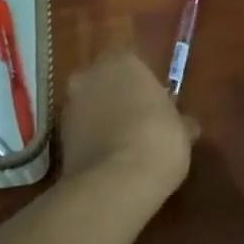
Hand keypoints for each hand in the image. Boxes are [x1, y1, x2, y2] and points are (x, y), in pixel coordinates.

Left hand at [60, 47, 198, 197]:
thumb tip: (186, 125)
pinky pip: (81, 131)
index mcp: (122, 61)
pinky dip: (92, 140)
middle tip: (139, 121)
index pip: (132, 62)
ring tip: (125, 145)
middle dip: (118, 97)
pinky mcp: (58, 136)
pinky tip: (110, 159)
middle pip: (105, 81)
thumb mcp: (182, 130)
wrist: (115, 183)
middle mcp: (89, 75)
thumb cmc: (158, 141)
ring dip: (102, 119)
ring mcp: (69, 105)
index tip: (156, 104)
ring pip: (89, 106)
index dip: (143, 84)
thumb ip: (179, 120)